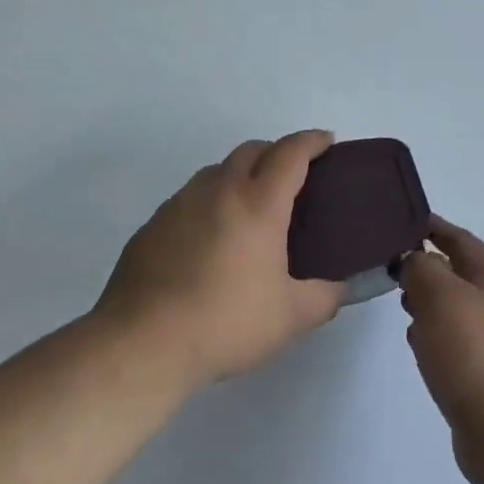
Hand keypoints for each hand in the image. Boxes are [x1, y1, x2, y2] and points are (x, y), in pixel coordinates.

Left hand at [96, 131, 343, 385]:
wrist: (143, 343)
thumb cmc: (226, 323)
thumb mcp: (291, 318)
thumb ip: (325, 298)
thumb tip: (340, 288)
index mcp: (258, 204)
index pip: (290, 154)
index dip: (312, 141)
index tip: (326, 140)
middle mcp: (219, 191)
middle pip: (251, 150)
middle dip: (275, 152)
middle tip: (290, 176)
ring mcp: (180, 204)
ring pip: (216, 171)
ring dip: (239, 175)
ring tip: (248, 208)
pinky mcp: (152, 225)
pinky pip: (188, 199)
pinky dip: (208, 203)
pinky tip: (208, 239)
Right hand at [399, 220, 483, 471]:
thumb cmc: (472, 354)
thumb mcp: (440, 296)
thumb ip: (422, 268)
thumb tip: (415, 260)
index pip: (462, 240)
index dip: (436, 227)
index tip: (406, 221)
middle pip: (460, 275)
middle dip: (428, 268)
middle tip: (395, 269)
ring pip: (456, 310)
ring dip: (430, 304)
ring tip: (403, 307)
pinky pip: (456, 343)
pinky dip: (435, 336)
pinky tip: (418, 347)